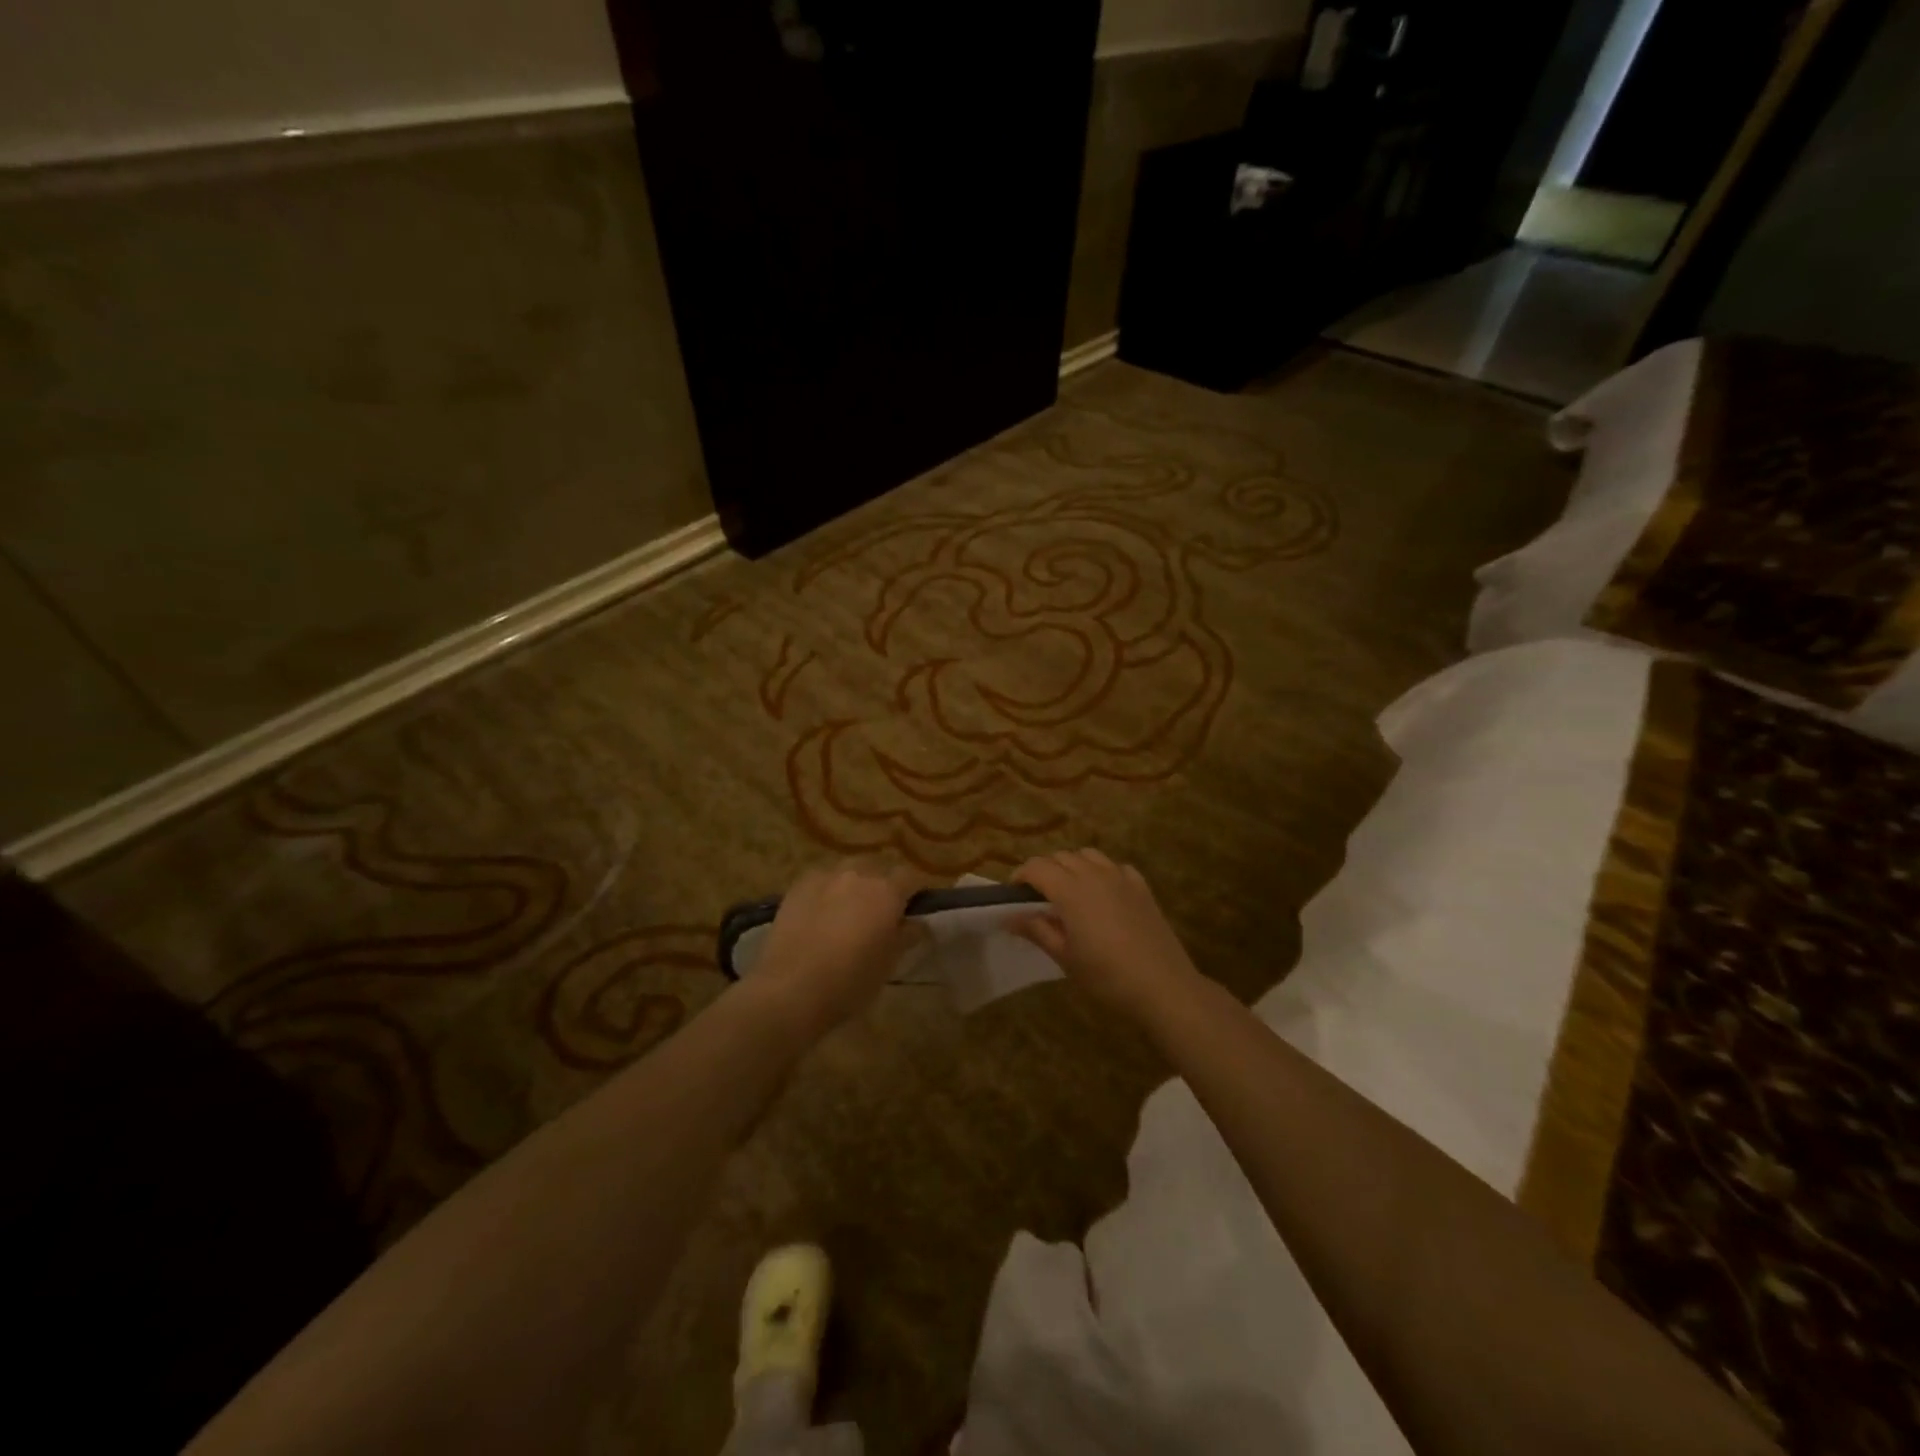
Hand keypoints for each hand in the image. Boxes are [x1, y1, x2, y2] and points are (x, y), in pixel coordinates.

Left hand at [749, 859, 923, 1038]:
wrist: (791, 989)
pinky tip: (820, 912)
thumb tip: (917, 923)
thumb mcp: (889, 963)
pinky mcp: (798, 885)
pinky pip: (821, 879)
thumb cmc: (850, 981)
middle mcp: (859, 874)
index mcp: (887, 892)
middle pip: (878, 868)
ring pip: (848, 870)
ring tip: (848, 909)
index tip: (912, 909)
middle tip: (879, 912)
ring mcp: (825, 877)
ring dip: (854, 883)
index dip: (914, 891)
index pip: (911, 877)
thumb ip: (906, 936)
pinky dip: (827, 890)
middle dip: (883, 884)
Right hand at [1011, 849, 1201, 1020]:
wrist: (1162, 986)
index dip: (1021, 876)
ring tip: (1069, 891)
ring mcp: (1121, 877)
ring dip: (1072, 865)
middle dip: (1044, 870)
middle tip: (1038, 897)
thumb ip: (1037, 930)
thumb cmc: (1106, 976)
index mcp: (1070, 890)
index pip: (1037, 867)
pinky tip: (1103, 894)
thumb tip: (1009, 917)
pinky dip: (1101, 872)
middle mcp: (1094, 874)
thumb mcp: (1065, 957)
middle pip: (1061, 856)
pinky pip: (1115, 866)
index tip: (1014, 895)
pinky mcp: (1141, 886)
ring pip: (1088, 855)